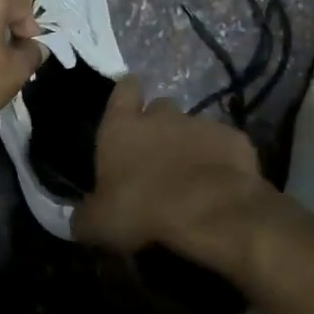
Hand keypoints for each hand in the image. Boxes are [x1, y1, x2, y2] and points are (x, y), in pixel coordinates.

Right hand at [74, 77, 271, 272]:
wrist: (210, 212)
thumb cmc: (143, 210)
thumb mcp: (100, 224)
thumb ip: (86, 216)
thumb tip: (79, 219)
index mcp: (122, 127)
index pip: (124, 89)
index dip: (126, 95)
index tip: (128, 106)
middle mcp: (162, 116)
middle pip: (161, 107)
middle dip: (160, 125)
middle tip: (159, 155)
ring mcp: (201, 124)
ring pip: (194, 127)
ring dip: (191, 145)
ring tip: (192, 176)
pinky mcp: (234, 139)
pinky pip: (224, 145)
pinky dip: (221, 160)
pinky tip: (220, 185)